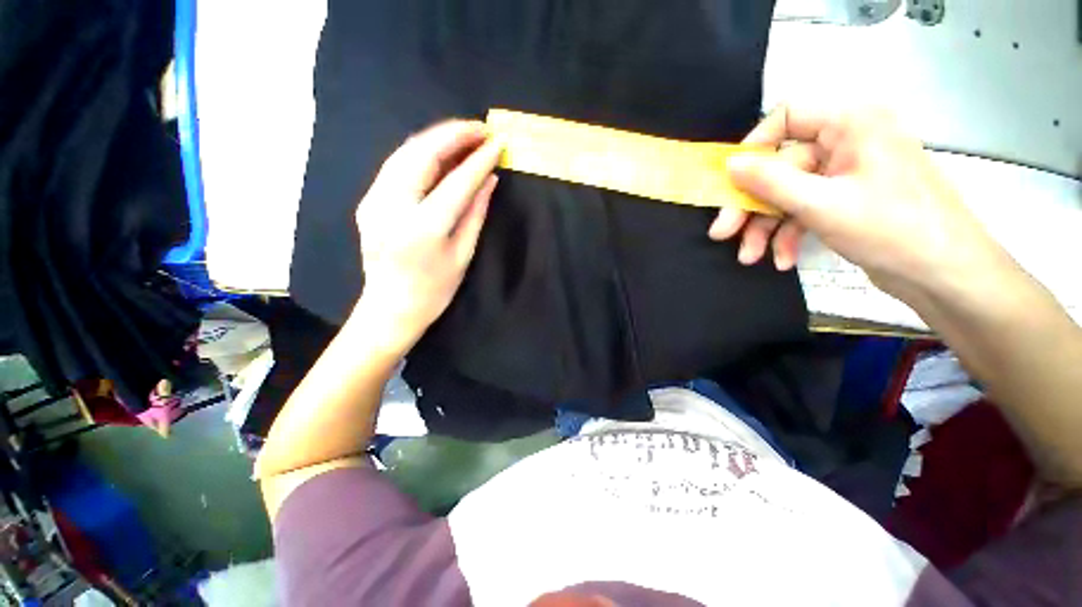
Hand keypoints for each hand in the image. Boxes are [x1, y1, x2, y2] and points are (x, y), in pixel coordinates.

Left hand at [352, 120, 501, 353]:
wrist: (390, 308)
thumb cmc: (434, 290)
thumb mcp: (462, 255)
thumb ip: (476, 213)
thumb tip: (489, 179)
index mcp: (424, 227)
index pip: (457, 182)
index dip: (480, 160)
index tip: (497, 143)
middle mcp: (394, 206)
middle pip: (423, 154)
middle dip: (454, 134)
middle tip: (480, 128)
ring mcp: (375, 200)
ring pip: (405, 152)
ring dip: (436, 138)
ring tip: (464, 133)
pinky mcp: (368, 200)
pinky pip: (396, 165)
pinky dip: (420, 152)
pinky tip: (439, 151)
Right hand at [717, 105, 1001, 298]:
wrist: (944, 275)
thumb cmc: (892, 229)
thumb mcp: (822, 204)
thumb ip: (770, 181)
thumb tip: (730, 165)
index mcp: (852, 124)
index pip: (788, 117)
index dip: (754, 147)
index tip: (730, 182)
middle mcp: (847, 142)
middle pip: (781, 166)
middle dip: (752, 205)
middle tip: (723, 233)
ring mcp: (846, 174)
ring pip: (788, 193)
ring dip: (766, 227)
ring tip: (751, 257)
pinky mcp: (845, 200)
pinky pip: (804, 210)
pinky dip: (789, 234)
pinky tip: (782, 259)